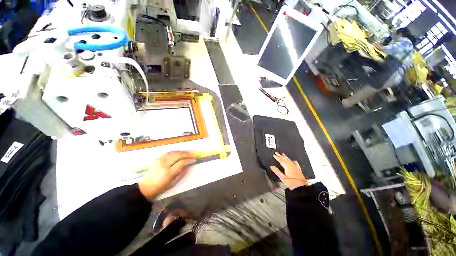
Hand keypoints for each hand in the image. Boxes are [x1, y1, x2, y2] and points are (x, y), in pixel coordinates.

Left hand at [138, 151, 195, 200]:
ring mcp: (160, 160)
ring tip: (188, 152)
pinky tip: (179, 152)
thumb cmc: (161, 187)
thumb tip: (187, 166)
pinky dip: (175, 152)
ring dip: (182, 152)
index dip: (189, 160)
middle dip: (187, 154)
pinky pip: (168, 153)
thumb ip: (181, 174)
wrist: (146, 187)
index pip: (181, 162)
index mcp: (169, 172)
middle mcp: (165, 164)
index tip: (194, 160)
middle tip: (192, 154)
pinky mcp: (158, 159)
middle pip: (178, 155)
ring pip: (173, 152)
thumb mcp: (173, 183)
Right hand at [270, 152, 307, 189]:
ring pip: (289, 160)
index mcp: (287, 167)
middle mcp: (292, 166)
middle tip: (277, 153)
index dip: (277, 157)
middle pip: (285, 159)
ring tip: (283, 154)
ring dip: (286, 157)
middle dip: (280, 156)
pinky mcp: (298, 169)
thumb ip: (276, 171)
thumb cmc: (292, 184)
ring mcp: (296, 167)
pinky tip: (293, 160)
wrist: (301, 188)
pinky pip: (295, 163)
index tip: (274, 155)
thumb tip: (272, 167)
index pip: (281, 160)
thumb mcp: (282, 178)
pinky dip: (293, 161)